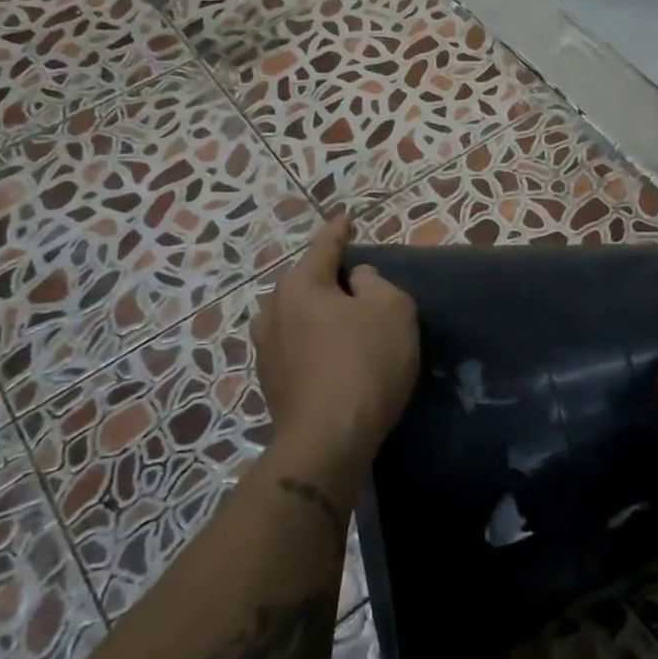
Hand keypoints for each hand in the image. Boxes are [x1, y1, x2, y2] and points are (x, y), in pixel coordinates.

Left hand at [252, 218, 419, 471]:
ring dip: (319, 315)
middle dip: (330, 280)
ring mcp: (265, 349)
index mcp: (300, 285)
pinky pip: (297, 346)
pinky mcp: (270, 382)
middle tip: (360, 285)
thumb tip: (356, 280)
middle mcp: (273, 311)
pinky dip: (315, 344)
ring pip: (297, 317)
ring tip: (345, 323)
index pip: (324, 247)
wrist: (329, 439)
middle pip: (306, 283)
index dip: (340, 232)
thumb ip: (376, 282)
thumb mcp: (391, 309)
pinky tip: (334, 357)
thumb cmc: (365, 363)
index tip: (346, 219)